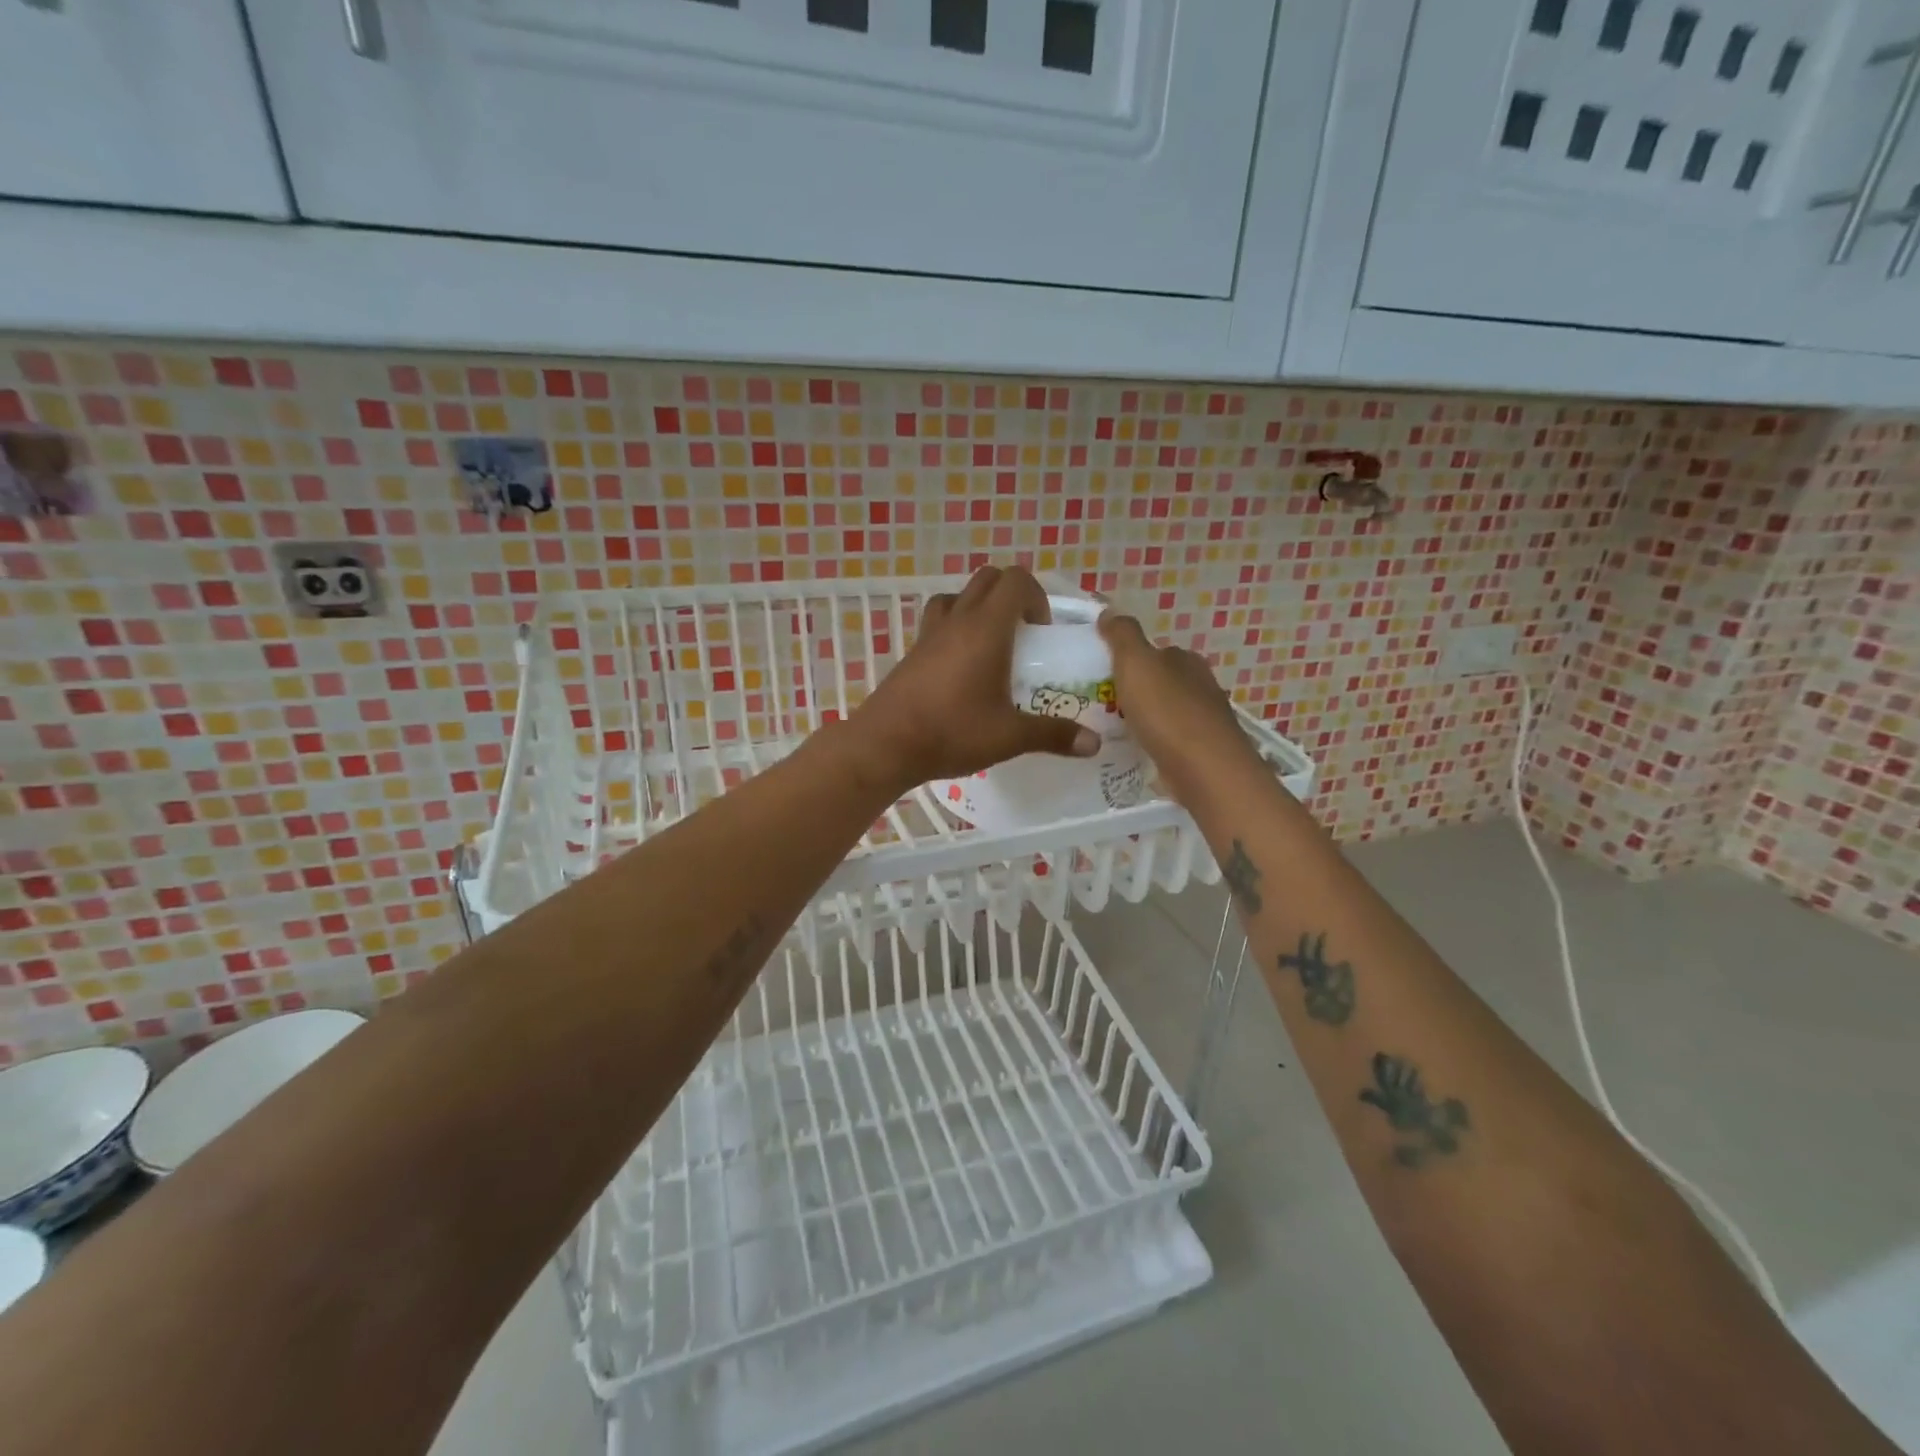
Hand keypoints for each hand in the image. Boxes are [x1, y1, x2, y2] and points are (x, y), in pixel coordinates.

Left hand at [852, 566, 1098, 791]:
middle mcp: (957, 620)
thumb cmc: (951, 732)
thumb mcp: (1009, 736)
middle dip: (1011, 595)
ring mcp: (929, 634)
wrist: (885, 745)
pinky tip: (961, 668)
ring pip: (958, 596)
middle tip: (1023, 634)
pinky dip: (955, 628)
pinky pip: (937, 621)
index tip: (1041, 632)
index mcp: (986, 628)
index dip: (1037, 596)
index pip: (1016, 580)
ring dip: (979, 607)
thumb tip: (1095, 744)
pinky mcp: (912, 652)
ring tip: (991, 645)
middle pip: (987, 579)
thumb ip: (1053, 734)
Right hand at [1098, 611, 1261, 804]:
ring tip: (1114, 730)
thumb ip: (1122, 635)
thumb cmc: (1167, 712)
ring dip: (1145, 718)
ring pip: (1167, 712)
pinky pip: (1171, 740)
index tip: (1103, 675)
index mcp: (1186, 660)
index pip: (1156, 652)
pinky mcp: (1203, 752)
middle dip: (1136, 691)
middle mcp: (1201, 685)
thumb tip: (1110, 610)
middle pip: (1162, 682)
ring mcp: (1205, 720)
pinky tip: (1139, 751)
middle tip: (1102, 705)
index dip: (1129, 660)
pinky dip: (1155, 742)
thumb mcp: (1136, 663)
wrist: (1205, 770)